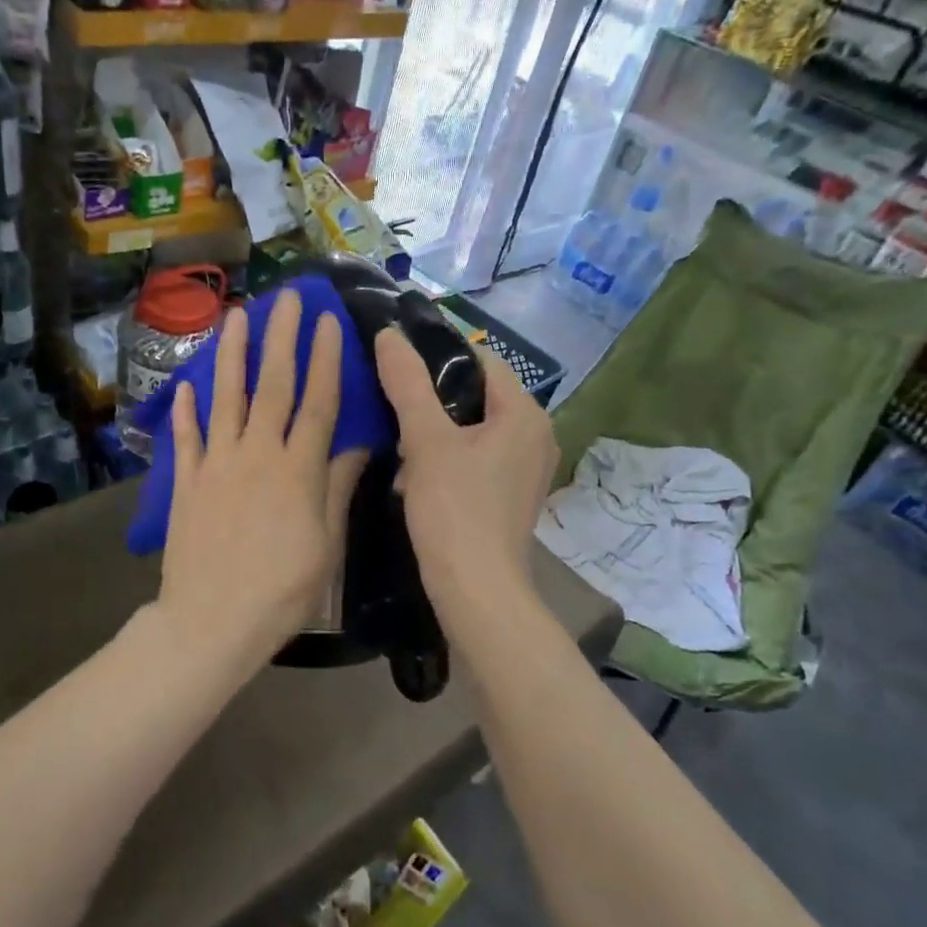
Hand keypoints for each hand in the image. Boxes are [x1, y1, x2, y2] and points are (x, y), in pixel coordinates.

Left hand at [156, 291, 364, 659]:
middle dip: (281, 338)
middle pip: (272, 385)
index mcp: (298, 469)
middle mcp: (256, 454)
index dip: (325, 358)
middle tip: (286, 298)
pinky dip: (185, 410)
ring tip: (236, 316)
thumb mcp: (326, 544)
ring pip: (225, 397)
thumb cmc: (281, 590)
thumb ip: (337, 487)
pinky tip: (186, 386)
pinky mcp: (186, 483)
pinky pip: (185, 438)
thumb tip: (356, 443)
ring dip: (231, 354)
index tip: (328, 320)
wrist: (212, 622)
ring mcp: (216, 465)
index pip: (317, 401)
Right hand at [373, 327, 558, 620]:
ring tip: (399, 440)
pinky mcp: (513, 496)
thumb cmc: (455, 510)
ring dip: (437, 431)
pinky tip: (417, 473)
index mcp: (525, 414)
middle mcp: (537, 435)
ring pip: (475, 429)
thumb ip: (407, 383)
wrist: (477, 592)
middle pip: (478, 395)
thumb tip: (389, 334)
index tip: (397, 358)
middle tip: (391, 402)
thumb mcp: (425, 441)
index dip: (438, 353)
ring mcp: (527, 469)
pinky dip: (449, 457)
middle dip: (433, 398)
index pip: (481, 360)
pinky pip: (478, 458)